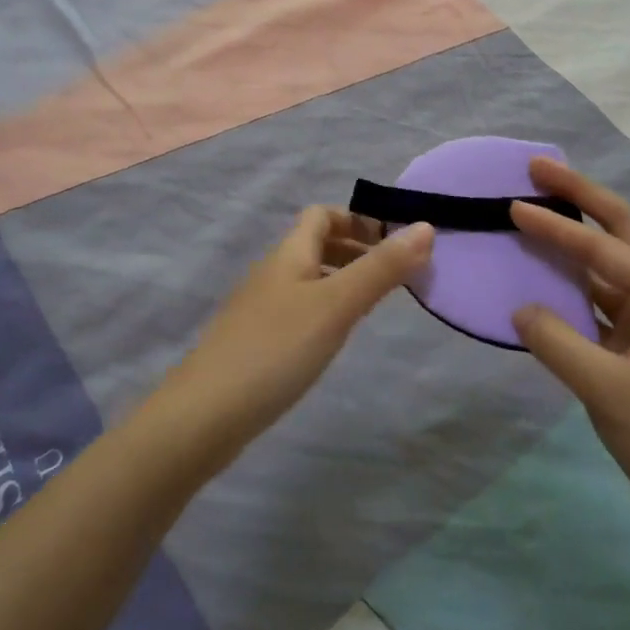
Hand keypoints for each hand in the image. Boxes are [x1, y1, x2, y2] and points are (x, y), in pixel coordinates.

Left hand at [157, 208, 433, 460]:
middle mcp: (271, 272)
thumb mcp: (337, 305)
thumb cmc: (276, 349)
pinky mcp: (253, 342)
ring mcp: (258, 308)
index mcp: (288, 253)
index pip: (321, 214)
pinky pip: (296, 310)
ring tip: (371, 308)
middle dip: (354, 251)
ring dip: (340, 282)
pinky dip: (322, 311)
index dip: (357, 220)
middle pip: (314, 245)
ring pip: (306, 279)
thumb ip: (381, 268)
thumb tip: (426, 227)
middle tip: (392, 277)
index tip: (392, 244)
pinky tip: (332, 341)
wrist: (204, 415)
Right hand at [510, 159, 629, 567]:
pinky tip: (547, 282)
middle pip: (623, 233)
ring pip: (613, 268)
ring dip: (579, 242)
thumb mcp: (609, 392)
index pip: (604, 249)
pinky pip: (605, 306)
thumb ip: (557, 342)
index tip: (514, 203)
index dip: (556, 226)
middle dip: (582, 198)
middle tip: (539, 170)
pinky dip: (576, 289)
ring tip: (540, 212)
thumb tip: (520, 310)